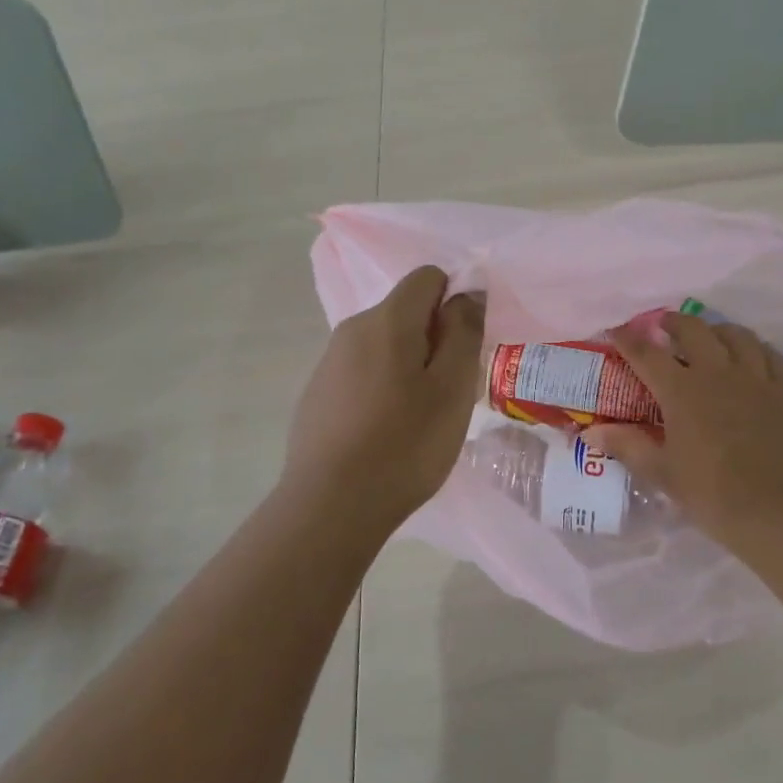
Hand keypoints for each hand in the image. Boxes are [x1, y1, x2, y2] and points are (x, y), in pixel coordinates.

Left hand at [282, 266, 484, 526]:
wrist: (331, 505)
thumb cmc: (405, 444)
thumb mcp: (452, 388)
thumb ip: (463, 332)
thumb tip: (465, 294)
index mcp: (387, 320)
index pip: (427, 277)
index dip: (454, 301)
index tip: (464, 347)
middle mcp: (352, 329)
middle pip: (405, 312)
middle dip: (433, 338)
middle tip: (449, 391)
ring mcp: (329, 362)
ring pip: (384, 345)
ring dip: (409, 366)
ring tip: (420, 418)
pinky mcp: (317, 394)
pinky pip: (362, 372)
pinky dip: (382, 388)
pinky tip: (386, 432)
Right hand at [587, 313, 782, 554]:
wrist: (781, 512)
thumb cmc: (713, 495)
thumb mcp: (662, 473)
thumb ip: (627, 446)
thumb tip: (591, 431)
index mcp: (681, 391)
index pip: (646, 353)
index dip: (627, 339)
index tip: (615, 331)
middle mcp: (717, 373)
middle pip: (693, 330)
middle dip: (673, 322)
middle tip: (663, 327)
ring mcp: (756, 378)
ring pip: (735, 334)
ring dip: (715, 330)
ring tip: (708, 337)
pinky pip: (769, 353)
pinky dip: (754, 346)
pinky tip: (750, 355)